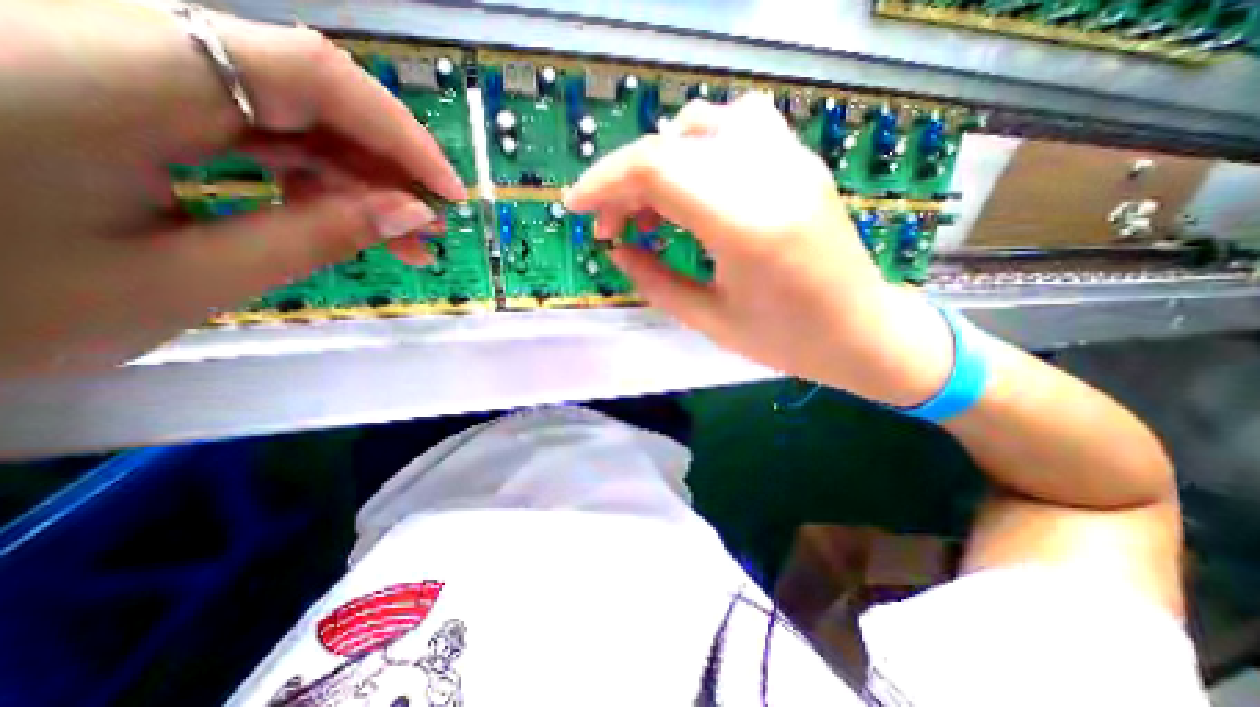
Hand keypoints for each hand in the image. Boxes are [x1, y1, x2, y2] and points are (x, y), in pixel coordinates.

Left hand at [1, 0, 460, 377]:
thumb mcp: (187, 280)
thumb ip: (315, 237)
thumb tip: (410, 215)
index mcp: (112, 78)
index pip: (310, 74)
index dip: (400, 132)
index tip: (449, 193)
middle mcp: (113, 45)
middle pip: (305, 90)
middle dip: (384, 164)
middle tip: (426, 228)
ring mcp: (115, 69)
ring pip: (286, 113)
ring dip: (355, 176)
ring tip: (398, 237)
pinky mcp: (118, 97)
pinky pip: (249, 128)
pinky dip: (309, 174)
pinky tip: (338, 216)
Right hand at [567, 93, 950, 405]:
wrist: (862, 331)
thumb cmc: (787, 341)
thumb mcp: (710, 320)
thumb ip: (654, 281)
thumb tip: (617, 250)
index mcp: (745, 225)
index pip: (655, 168)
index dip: (604, 183)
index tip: (577, 207)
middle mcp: (769, 177)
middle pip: (670, 146)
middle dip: (624, 183)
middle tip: (613, 227)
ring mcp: (790, 161)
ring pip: (702, 124)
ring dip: (660, 159)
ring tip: (651, 207)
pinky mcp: (799, 161)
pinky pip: (739, 123)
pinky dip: (700, 144)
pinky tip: (694, 183)